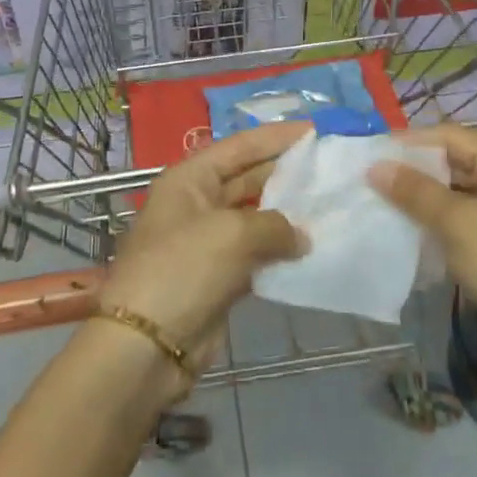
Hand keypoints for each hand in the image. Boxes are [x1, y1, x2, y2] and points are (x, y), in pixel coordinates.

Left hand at [98, 122, 310, 372]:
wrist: (146, 346)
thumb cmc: (183, 270)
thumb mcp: (232, 234)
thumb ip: (275, 225)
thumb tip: (302, 237)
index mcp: (189, 179)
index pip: (239, 146)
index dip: (276, 137)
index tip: (316, 130)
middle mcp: (197, 203)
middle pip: (247, 178)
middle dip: (285, 172)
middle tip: (330, 168)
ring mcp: (207, 242)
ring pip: (255, 218)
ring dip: (287, 214)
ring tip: (330, 206)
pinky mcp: (218, 278)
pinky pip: (255, 255)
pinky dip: (280, 252)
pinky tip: (312, 250)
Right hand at [370, 126, 476, 368]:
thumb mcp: (459, 224)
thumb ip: (415, 192)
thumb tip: (374, 166)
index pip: (449, 136)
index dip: (408, 143)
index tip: (367, 155)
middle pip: (453, 164)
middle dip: (411, 173)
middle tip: (366, 183)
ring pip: (454, 196)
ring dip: (420, 202)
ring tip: (378, 207)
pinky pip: (461, 225)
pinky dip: (434, 227)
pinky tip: (406, 236)